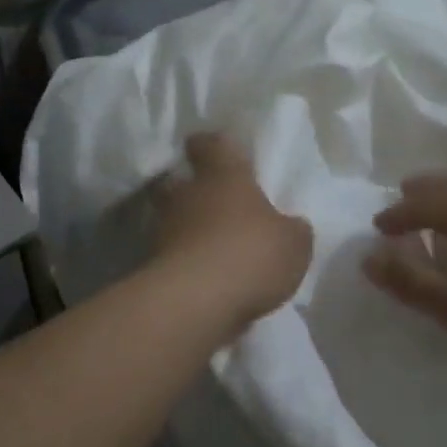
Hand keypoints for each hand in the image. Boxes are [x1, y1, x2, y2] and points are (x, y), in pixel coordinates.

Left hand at [152, 134, 312, 327]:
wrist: (196, 302)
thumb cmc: (250, 254)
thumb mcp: (293, 244)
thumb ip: (292, 230)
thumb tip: (291, 226)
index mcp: (223, 175)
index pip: (209, 144)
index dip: (210, 145)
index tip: (213, 149)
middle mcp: (187, 195)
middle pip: (178, 182)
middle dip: (190, 189)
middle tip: (211, 202)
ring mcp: (164, 230)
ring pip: (172, 220)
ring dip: (187, 230)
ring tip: (211, 248)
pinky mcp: (153, 265)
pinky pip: (171, 256)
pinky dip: (184, 263)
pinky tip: (204, 279)